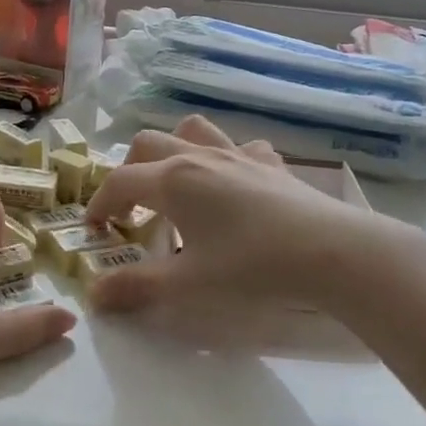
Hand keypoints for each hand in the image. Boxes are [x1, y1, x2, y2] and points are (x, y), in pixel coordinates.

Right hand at [83, 115, 396, 314]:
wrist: (331, 252)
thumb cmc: (252, 267)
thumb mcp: (187, 285)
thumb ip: (136, 288)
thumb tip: (94, 295)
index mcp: (172, 181)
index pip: (119, 181)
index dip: (98, 203)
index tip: (94, 229)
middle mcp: (198, 157)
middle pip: (147, 144)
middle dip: (129, 170)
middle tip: (131, 207)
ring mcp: (237, 154)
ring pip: (191, 130)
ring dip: (173, 149)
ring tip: (175, 183)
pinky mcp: (270, 163)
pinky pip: (239, 146)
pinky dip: (226, 158)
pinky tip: (233, 184)